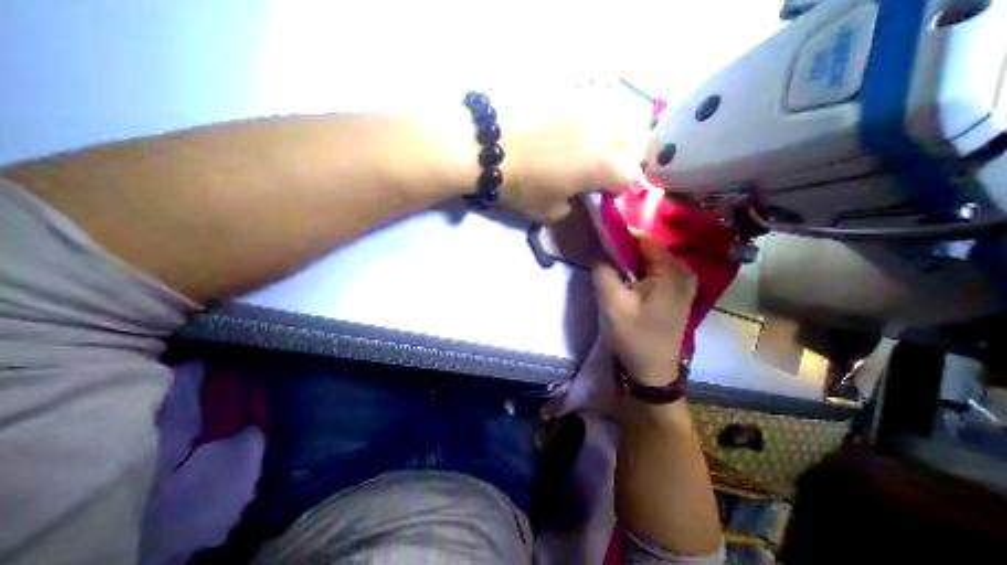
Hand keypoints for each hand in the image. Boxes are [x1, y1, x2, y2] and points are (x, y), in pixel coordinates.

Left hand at [495, 81, 644, 222]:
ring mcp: (590, 107)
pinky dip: (595, 119)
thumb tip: (579, 200)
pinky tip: (575, 128)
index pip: (628, 179)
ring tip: (592, 148)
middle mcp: (606, 133)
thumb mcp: (549, 212)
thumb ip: (574, 209)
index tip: (600, 194)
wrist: (487, 147)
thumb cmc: (521, 186)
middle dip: (626, 160)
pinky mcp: (571, 93)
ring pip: (621, 119)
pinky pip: (597, 104)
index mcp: (604, 167)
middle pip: (636, 144)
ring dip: (615, 137)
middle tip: (602, 170)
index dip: (615, 190)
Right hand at [592, 237, 696, 386]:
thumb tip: (600, 251)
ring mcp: (683, 282)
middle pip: (647, 248)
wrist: (653, 371)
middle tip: (600, 258)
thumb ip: (603, 271)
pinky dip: (636, 272)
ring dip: (627, 262)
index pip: (644, 238)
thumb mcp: (612, 303)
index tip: (598, 240)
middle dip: (622, 250)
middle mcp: (684, 271)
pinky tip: (623, 281)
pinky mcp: (676, 292)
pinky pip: (653, 272)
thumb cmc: (634, 337)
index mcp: (673, 271)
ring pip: (648, 260)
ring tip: (609, 269)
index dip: (619, 236)